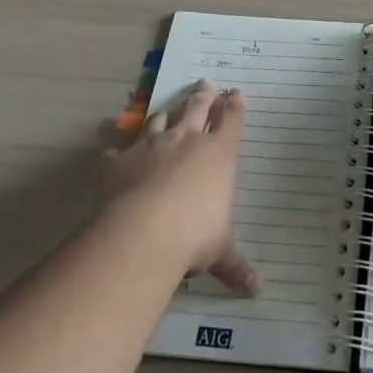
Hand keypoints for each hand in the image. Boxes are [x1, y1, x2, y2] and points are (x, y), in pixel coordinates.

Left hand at [98, 79, 258, 294]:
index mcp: (218, 153)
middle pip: (197, 107)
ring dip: (166, 112)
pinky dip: (118, 152)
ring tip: (168, 108)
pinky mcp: (119, 160)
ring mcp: (151, 145)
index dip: (235, 105)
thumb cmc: (194, 236)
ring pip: (160, 119)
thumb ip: (236, 266)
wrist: (143, 232)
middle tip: (206, 83)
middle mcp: (186, 140)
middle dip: (204, 95)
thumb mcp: (220, 251)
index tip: (236, 92)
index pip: (232, 120)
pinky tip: (114, 154)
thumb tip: (257, 290)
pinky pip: (118, 150)